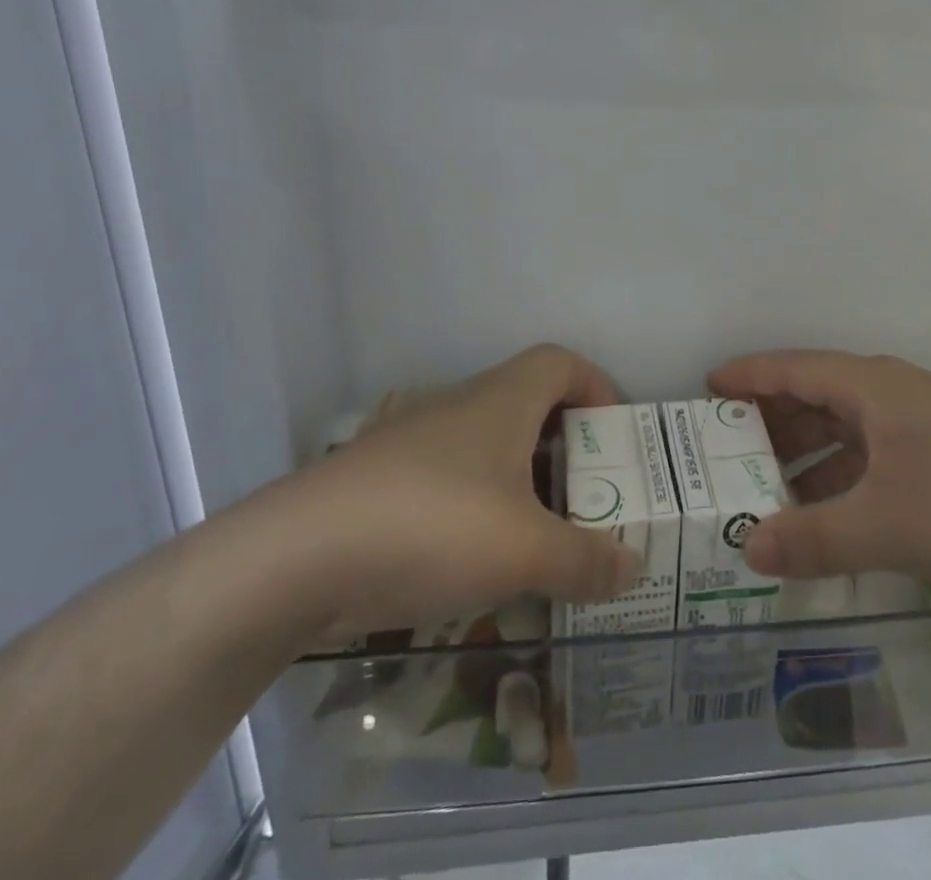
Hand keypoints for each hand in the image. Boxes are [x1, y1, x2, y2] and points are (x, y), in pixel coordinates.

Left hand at [243, 345, 640, 644]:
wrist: (295, 558)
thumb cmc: (432, 526)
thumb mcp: (524, 551)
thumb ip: (585, 560)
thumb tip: (635, 567)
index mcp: (503, 399)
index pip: (561, 362)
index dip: (596, 387)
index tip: (613, 436)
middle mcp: (460, 405)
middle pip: (528, 406)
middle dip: (564, 447)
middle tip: (586, 498)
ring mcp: (415, 440)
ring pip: (486, 447)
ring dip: (519, 482)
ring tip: (536, 538)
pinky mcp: (382, 480)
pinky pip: (448, 480)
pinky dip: (475, 508)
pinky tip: (472, 562)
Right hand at [710, 350, 930, 605]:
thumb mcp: (886, 525)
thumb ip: (813, 538)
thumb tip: (746, 548)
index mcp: (872, 386)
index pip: (793, 369)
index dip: (748, 376)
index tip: (706, 387)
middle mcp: (890, 394)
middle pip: (814, 396)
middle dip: (768, 422)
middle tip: (723, 451)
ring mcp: (917, 425)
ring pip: (841, 429)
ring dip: (803, 455)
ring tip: (762, 488)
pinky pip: (867, 457)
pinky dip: (836, 478)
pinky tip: (821, 514)